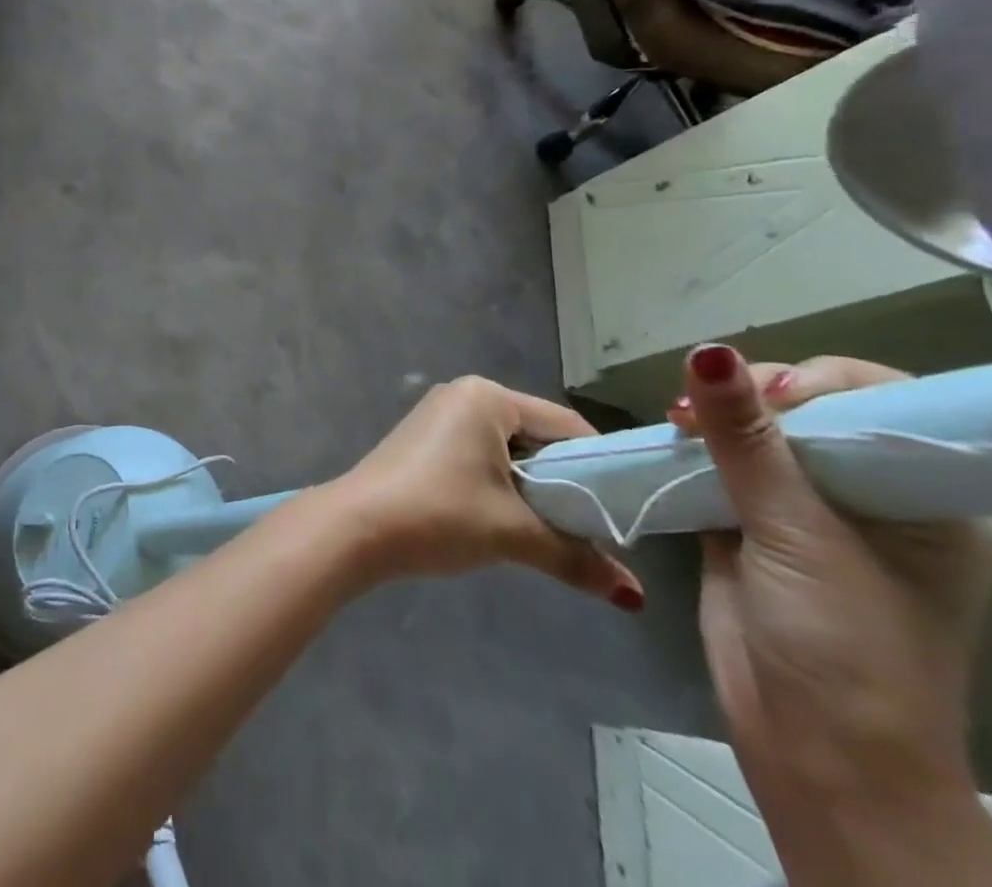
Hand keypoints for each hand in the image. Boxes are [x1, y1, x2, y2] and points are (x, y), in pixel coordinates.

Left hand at [328, 375, 644, 609]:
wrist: (357, 527)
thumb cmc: (440, 514)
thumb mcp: (513, 534)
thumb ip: (576, 559)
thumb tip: (634, 596)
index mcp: (488, 397)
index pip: (566, 425)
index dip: (601, 467)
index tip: (627, 510)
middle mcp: (464, 395)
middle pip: (537, 436)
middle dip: (566, 482)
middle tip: (594, 530)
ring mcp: (440, 415)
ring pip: (508, 449)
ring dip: (533, 489)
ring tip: (558, 533)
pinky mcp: (425, 440)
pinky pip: (481, 454)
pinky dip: (502, 484)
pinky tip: (512, 521)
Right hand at [676, 347, 991, 804]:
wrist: (813, 751)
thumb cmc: (843, 645)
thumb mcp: (797, 533)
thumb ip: (747, 438)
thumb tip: (708, 351)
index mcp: (921, 499)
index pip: (878, 402)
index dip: (821, 382)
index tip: (766, 392)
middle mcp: (868, 496)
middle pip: (808, 410)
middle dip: (753, 395)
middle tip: (701, 406)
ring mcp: (806, 512)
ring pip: (756, 434)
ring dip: (713, 419)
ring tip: (676, 419)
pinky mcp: (751, 525)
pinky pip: (720, 464)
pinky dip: (693, 447)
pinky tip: (669, 438)